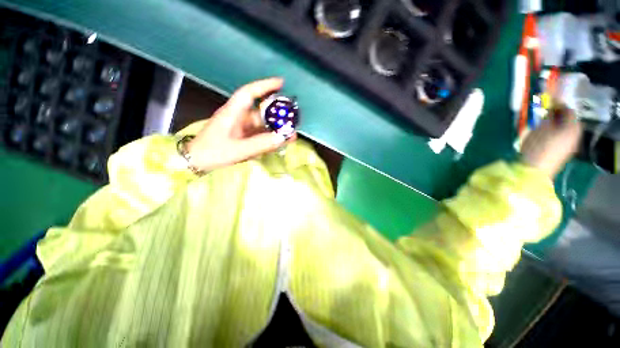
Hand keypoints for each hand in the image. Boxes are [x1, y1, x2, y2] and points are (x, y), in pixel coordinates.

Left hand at [186, 78, 295, 171]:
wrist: (197, 162)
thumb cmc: (213, 152)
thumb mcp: (238, 149)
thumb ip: (260, 144)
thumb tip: (282, 137)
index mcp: (233, 112)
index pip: (249, 93)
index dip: (265, 86)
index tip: (281, 83)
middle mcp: (239, 117)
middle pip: (261, 110)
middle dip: (277, 113)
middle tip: (293, 117)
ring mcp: (242, 128)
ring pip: (262, 125)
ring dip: (276, 129)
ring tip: (291, 134)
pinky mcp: (244, 137)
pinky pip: (260, 135)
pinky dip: (270, 138)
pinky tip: (280, 142)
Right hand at [521, 106, 581, 177]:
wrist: (536, 170)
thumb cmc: (538, 147)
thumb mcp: (541, 128)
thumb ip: (548, 116)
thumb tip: (551, 108)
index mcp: (572, 127)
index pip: (569, 110)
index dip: (559, 104)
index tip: (547, 102)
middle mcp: (575, 135)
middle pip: (568, 120)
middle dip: (557, 116)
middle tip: (545, 113)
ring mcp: (570, 145)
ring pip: (565, 129)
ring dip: (555, 125)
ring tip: (543, 124)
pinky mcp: (564, 152)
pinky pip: (562, 138)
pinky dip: (555, 133)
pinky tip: (545, 136)